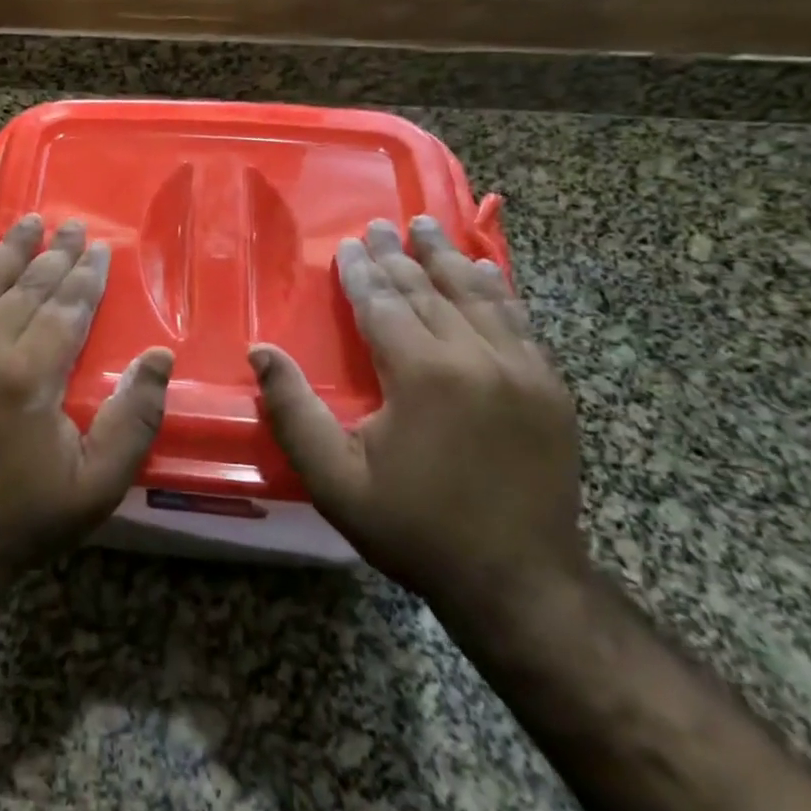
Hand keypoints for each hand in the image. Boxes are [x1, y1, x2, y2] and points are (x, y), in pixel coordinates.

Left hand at [0, 213, 172, 584]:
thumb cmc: (27, 515)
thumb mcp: (98, 484)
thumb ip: (134, 419)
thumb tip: (157, 357)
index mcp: (28, 378)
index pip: (65, 308)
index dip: (86, 276)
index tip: (100, 247)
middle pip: (25, 288)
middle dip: (54, 255)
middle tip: (72, 226)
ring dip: (7, 250)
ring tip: (28, 222)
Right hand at [250, 216, 585, 617]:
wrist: (521, 584)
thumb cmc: (416, 529)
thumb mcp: (335, 480)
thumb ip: (293, 411)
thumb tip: (260, 350)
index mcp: (422, 373)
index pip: (382, 303)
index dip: (360, 272)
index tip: (347, 245)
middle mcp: (475, 356)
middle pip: (427, 290)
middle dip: (398, 256)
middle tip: (381, 226)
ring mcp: (521, 369)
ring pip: (477, 294)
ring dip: (447, 258)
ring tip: (429, 228)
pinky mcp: (550, 387)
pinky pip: (518, 320)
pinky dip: (496, 288)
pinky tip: (485, 270)